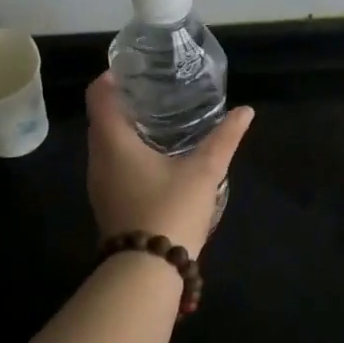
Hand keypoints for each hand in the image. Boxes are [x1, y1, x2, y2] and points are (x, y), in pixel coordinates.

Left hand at [85, 73, 253, 259]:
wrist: (147, 271)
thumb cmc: (171, 210)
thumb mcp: (203, 172)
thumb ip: (224, 139)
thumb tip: (246, 112)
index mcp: (113, 141)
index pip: (98, 95)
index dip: (112, 77)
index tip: (135, 70)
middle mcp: (97, 159)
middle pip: (101, 119)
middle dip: (124, 103)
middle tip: (155, 93)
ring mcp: (98, 185)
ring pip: (106, 145)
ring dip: (125, 131)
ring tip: (158, 122)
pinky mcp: (107, 204)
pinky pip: (111, 166)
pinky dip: (127, 154)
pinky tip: (155, 160)